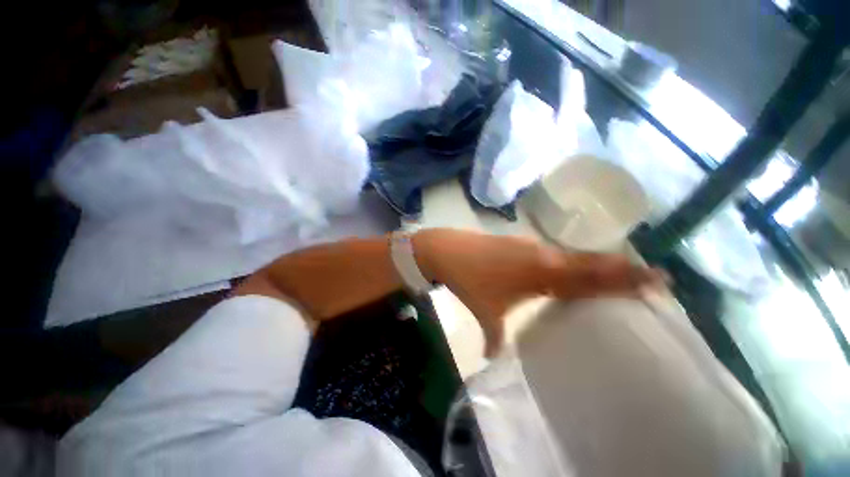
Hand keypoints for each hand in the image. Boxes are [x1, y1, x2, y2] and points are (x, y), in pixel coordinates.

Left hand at [414, 229, 663, 356]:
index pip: (591, 277)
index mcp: (541, 274)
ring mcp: (531, 245)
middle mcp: (543, 256)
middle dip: (621, 269)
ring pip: (571, 255)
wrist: (447, 250)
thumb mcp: (486, 313)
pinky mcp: (519, 241)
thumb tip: (491, 358)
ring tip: (619, 274)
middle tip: (651, 277)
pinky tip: (571, 268)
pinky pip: (552, 251)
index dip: (625, 279)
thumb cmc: (469, 281)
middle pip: (590, 262)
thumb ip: (493, 339)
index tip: (659, 281)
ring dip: (595, 263)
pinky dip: (568, 259)